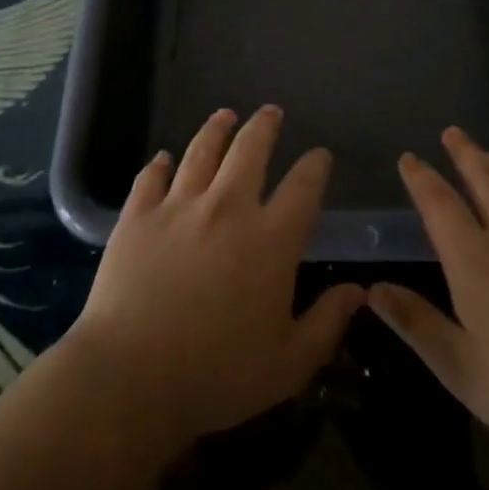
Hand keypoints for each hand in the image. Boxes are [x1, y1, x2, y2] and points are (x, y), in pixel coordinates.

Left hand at [68, 106, 363, 446]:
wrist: (130, 378)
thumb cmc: (217, 375)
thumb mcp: (289, 363)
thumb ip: (328, 322)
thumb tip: (358, 291)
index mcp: (271, 239)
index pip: (303, 186)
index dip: (315, 165)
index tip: (320, 155)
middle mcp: (227, 208)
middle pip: (250, 149)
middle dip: (264, 126)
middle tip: (270, 112)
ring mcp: (178, 206)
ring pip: (201, 151)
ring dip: (216, 128)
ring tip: (225, 115)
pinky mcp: (137, 216)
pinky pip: (151, 177)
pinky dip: (159, 164)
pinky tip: (163, 157)